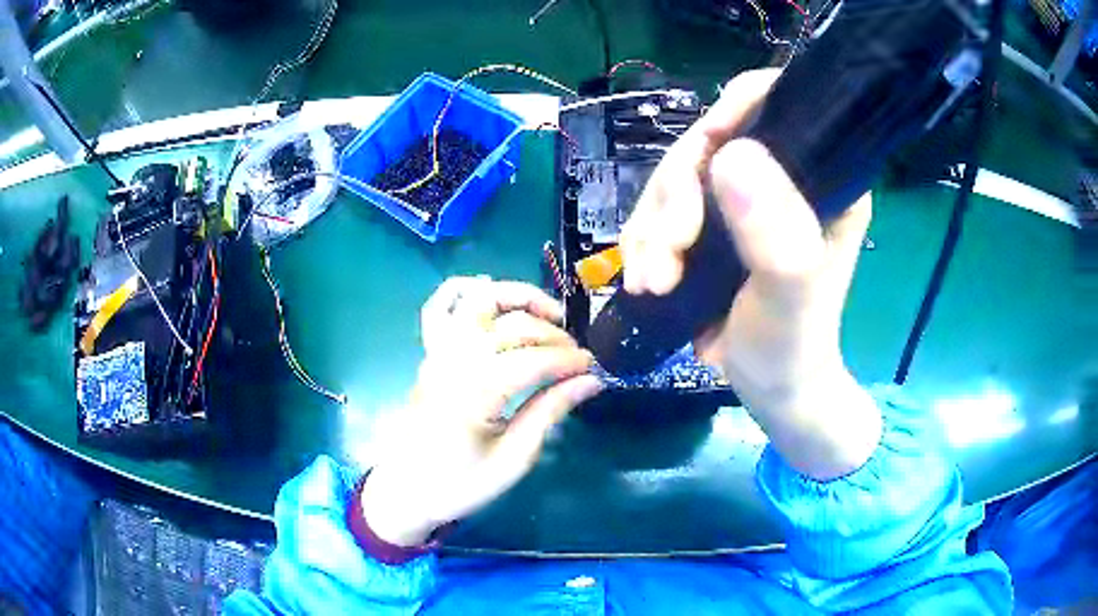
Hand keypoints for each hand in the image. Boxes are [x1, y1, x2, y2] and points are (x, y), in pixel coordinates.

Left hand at [361, 276, 600, 546]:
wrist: (406, 489)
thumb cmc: (459, 484)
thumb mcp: (513, 459)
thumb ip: (550, 412)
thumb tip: (591, 381)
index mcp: (475, 393)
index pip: (533, 359)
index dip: (570, 360)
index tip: (594, 370)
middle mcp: (454, 360)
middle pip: (512, 325)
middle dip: (554, 335)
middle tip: (577, 358)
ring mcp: (437, 351)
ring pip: (478, 300)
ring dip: (517, 297)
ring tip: (549, 314)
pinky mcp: (429, 352)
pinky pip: (439, 306)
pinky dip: (464, 289)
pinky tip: (491, 292)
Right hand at [620, 69, 880, 479]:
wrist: (769, 387)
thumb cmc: (793, 345)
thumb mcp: (790, 297)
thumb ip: (774, 234)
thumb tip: (730, 157)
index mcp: (822, 177)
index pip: (781, 104)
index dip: (739, 105)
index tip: (708, 143)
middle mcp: (781, 175)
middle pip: (710, 140)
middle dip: (678, 193)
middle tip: (669, 249)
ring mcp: (739, 198)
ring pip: (676, 176)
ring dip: (654, 227)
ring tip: (655, 280)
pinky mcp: (707, 222)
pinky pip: (659, 209)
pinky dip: (644, 241)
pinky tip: (646, 278)